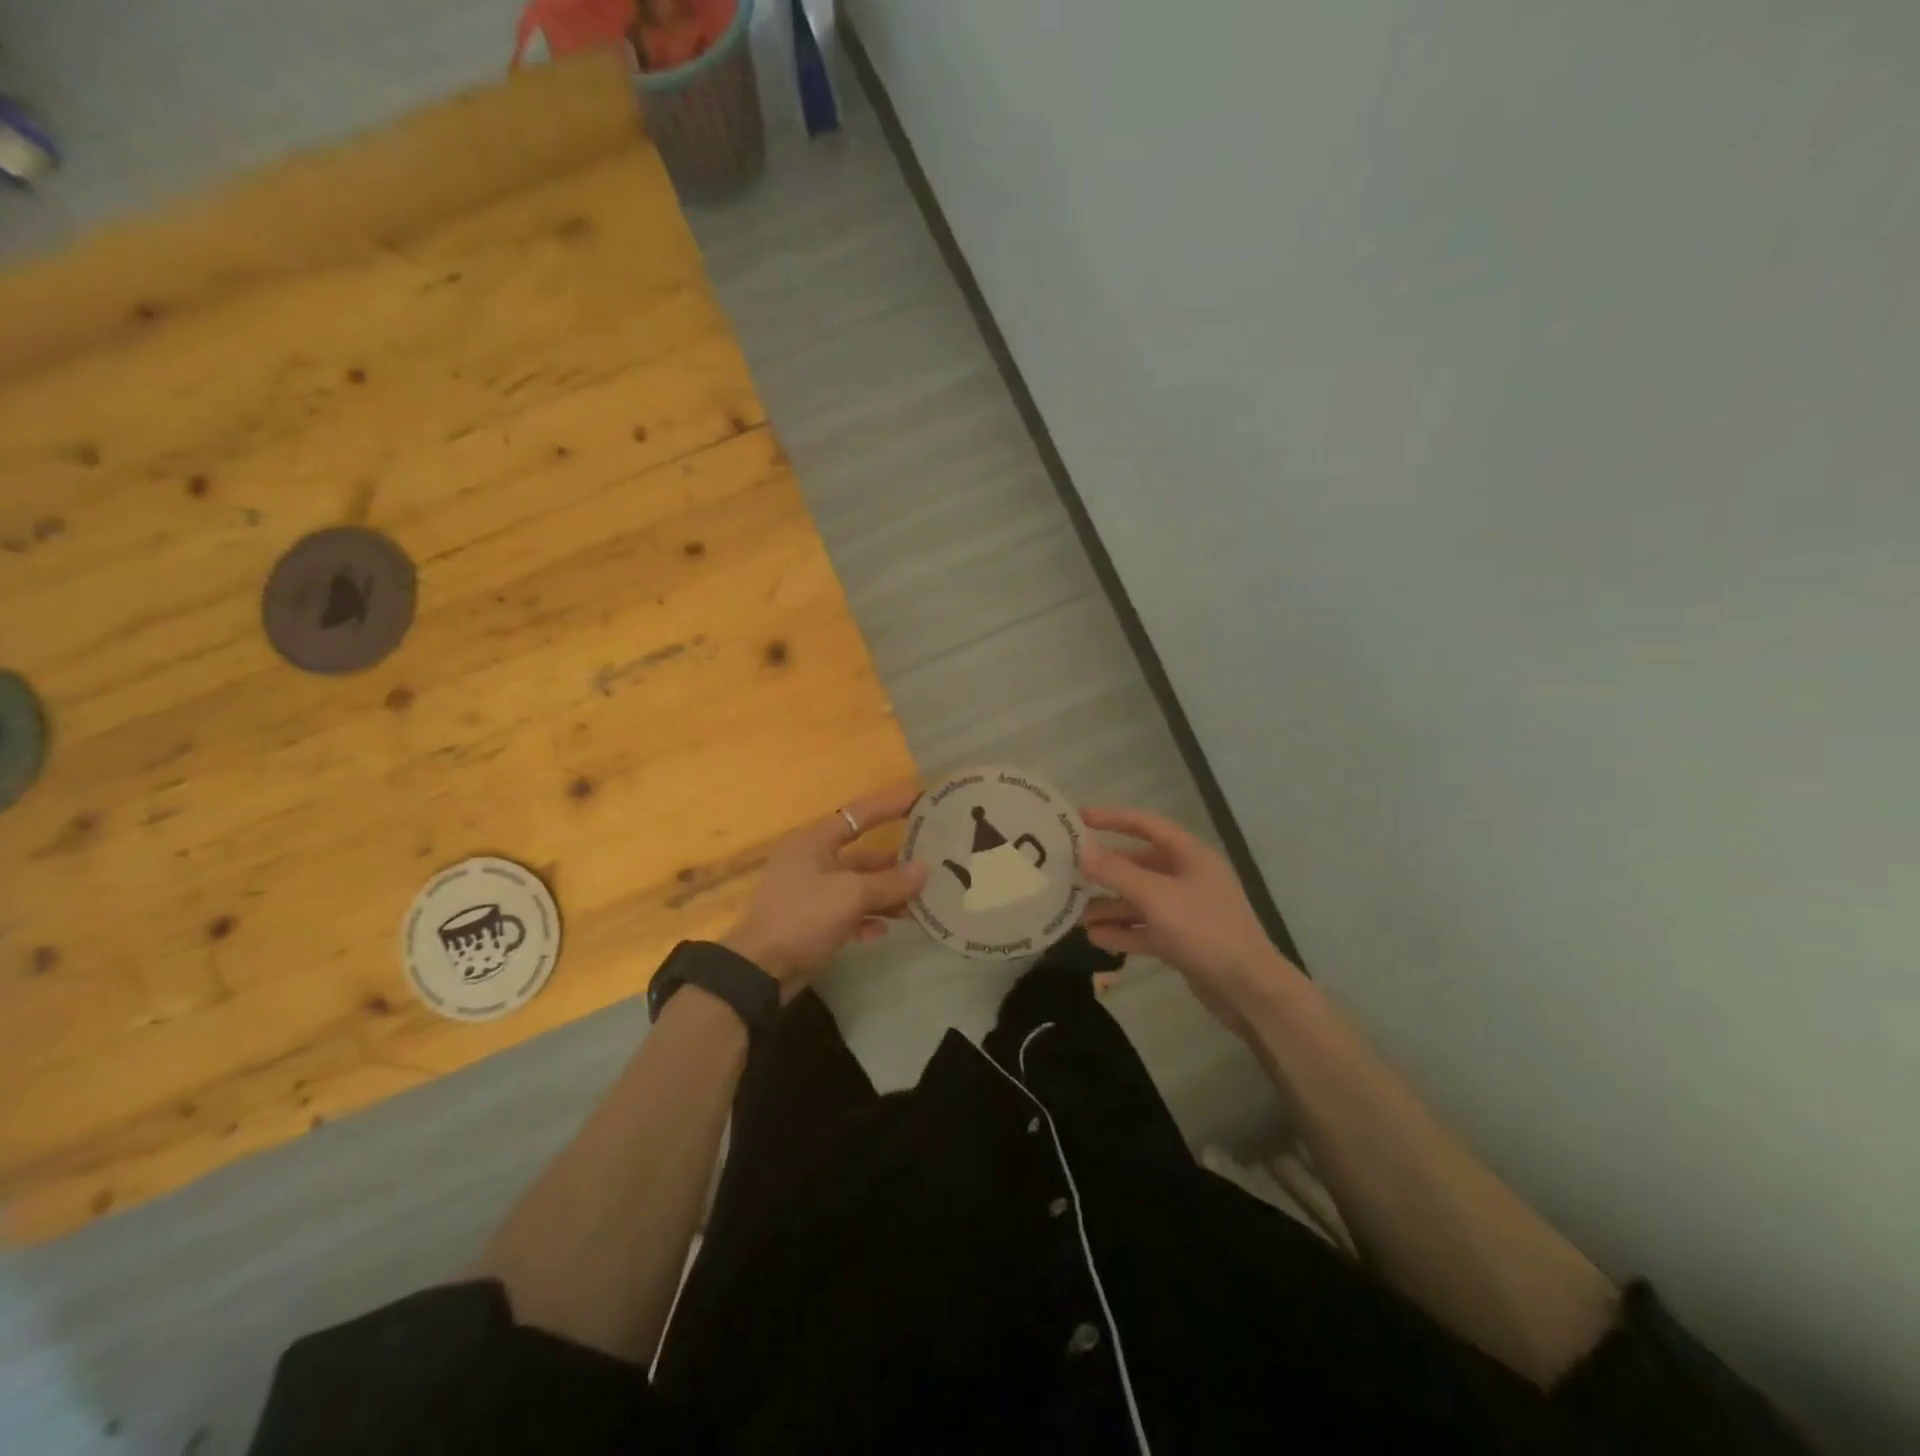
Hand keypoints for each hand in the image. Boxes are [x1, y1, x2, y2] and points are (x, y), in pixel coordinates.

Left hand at [721, 783, 927, 993]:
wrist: (759, 969)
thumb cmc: (803, 916)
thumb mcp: (851, 895)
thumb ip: (890, 882)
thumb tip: (923, 870)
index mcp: (815, 841)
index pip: (860, 813)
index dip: (892, 804)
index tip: (922, 797)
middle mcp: (812, 861)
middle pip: (861, 854)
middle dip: (894, 861)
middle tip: (931, 860)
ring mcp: (810, 892)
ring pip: (857, 886)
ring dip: (885, 894)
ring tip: (918, 902)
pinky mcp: (811, 922)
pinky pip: (847, 913)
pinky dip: (867, 918)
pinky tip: (886, 929)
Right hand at [1079, 805, 1296, 1020]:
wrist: (1248, 989)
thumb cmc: (1204, 930)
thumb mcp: (1156, 897)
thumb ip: (1116, 872)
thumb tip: (1082, 850)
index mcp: (1189, 854)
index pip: (1144, 825)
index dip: (1111, 818)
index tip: (1077, 818)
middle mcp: (1188, 876)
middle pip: (1138, 864)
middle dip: (1104, 871)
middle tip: (1068, 873)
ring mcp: (1186, 909)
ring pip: (1139, 899)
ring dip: (1109, 905)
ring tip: (1076, 914)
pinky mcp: (1183, 939)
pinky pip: (1146, 928)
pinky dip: (1123, 931)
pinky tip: (1095, 938)